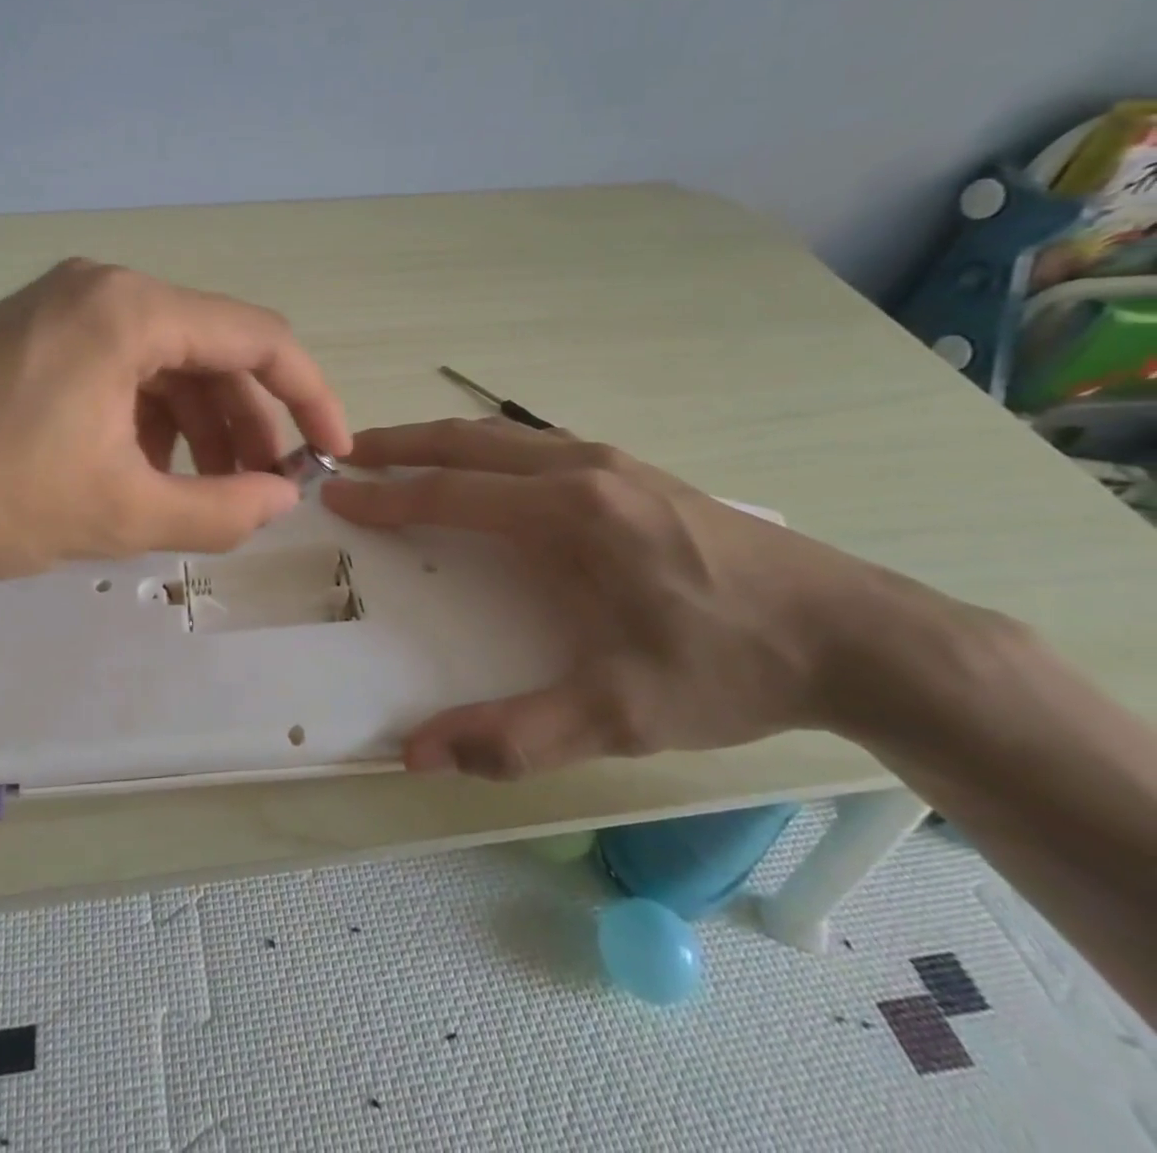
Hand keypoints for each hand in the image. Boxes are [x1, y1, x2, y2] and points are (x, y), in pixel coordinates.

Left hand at [0, 259, 350, 580]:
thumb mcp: (118, 514)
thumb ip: (220, 510)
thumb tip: (285, 498)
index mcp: (131, 311)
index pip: (259, 338)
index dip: (309, 398)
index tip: (332, 455)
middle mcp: (102, 289)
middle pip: (212, 350)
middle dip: (249, 423)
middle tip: (263, 492)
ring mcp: (62, 308)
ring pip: (167, 363)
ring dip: (201, 426)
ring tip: (209, 495)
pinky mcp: (33, 336)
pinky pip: (121, 370)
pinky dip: (150, 420)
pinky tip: (147, 472)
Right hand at [320, 418, 990, 778]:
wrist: (854, 634)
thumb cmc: (726, 667)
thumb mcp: (620, 716)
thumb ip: (514, 736)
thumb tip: (416, 755)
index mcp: (569, 514)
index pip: (450, 494)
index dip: (385, 496)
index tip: (335, 491)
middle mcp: (581, 469)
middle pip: (467, 442)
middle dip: (399, 444)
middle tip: (347, 452)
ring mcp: (611, 461)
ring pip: (502, 435)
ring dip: (440, 440)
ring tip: (395, 452)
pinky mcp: (632, 471)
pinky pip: (534, 444)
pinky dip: (484, 447)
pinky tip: (480, 469)